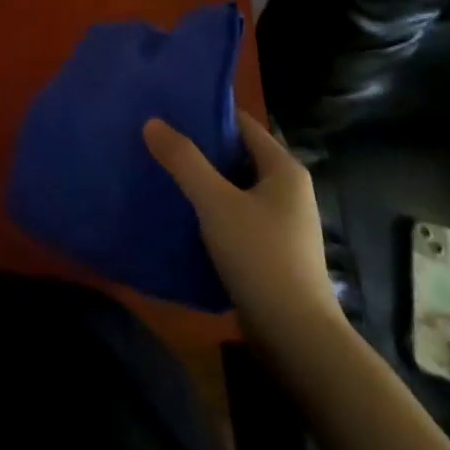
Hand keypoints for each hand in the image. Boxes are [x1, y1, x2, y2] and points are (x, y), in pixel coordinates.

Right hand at [144, 111, 342, 346]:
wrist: (297, 340)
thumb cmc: (261, 258)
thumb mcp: (215, 203)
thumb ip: (184, 160)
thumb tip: (152, 122)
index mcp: (283, 169)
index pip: (241, 124)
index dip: (204, 113)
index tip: (166, 109)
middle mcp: (287, 190)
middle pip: (235, 155)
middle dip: (197, 148)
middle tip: (154, 138)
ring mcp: (280, 223)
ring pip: (232, 188)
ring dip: (200, 181)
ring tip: (158, 171)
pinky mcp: (270, 251)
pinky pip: (233, 216)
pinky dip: (208, 210)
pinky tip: (177, 213)